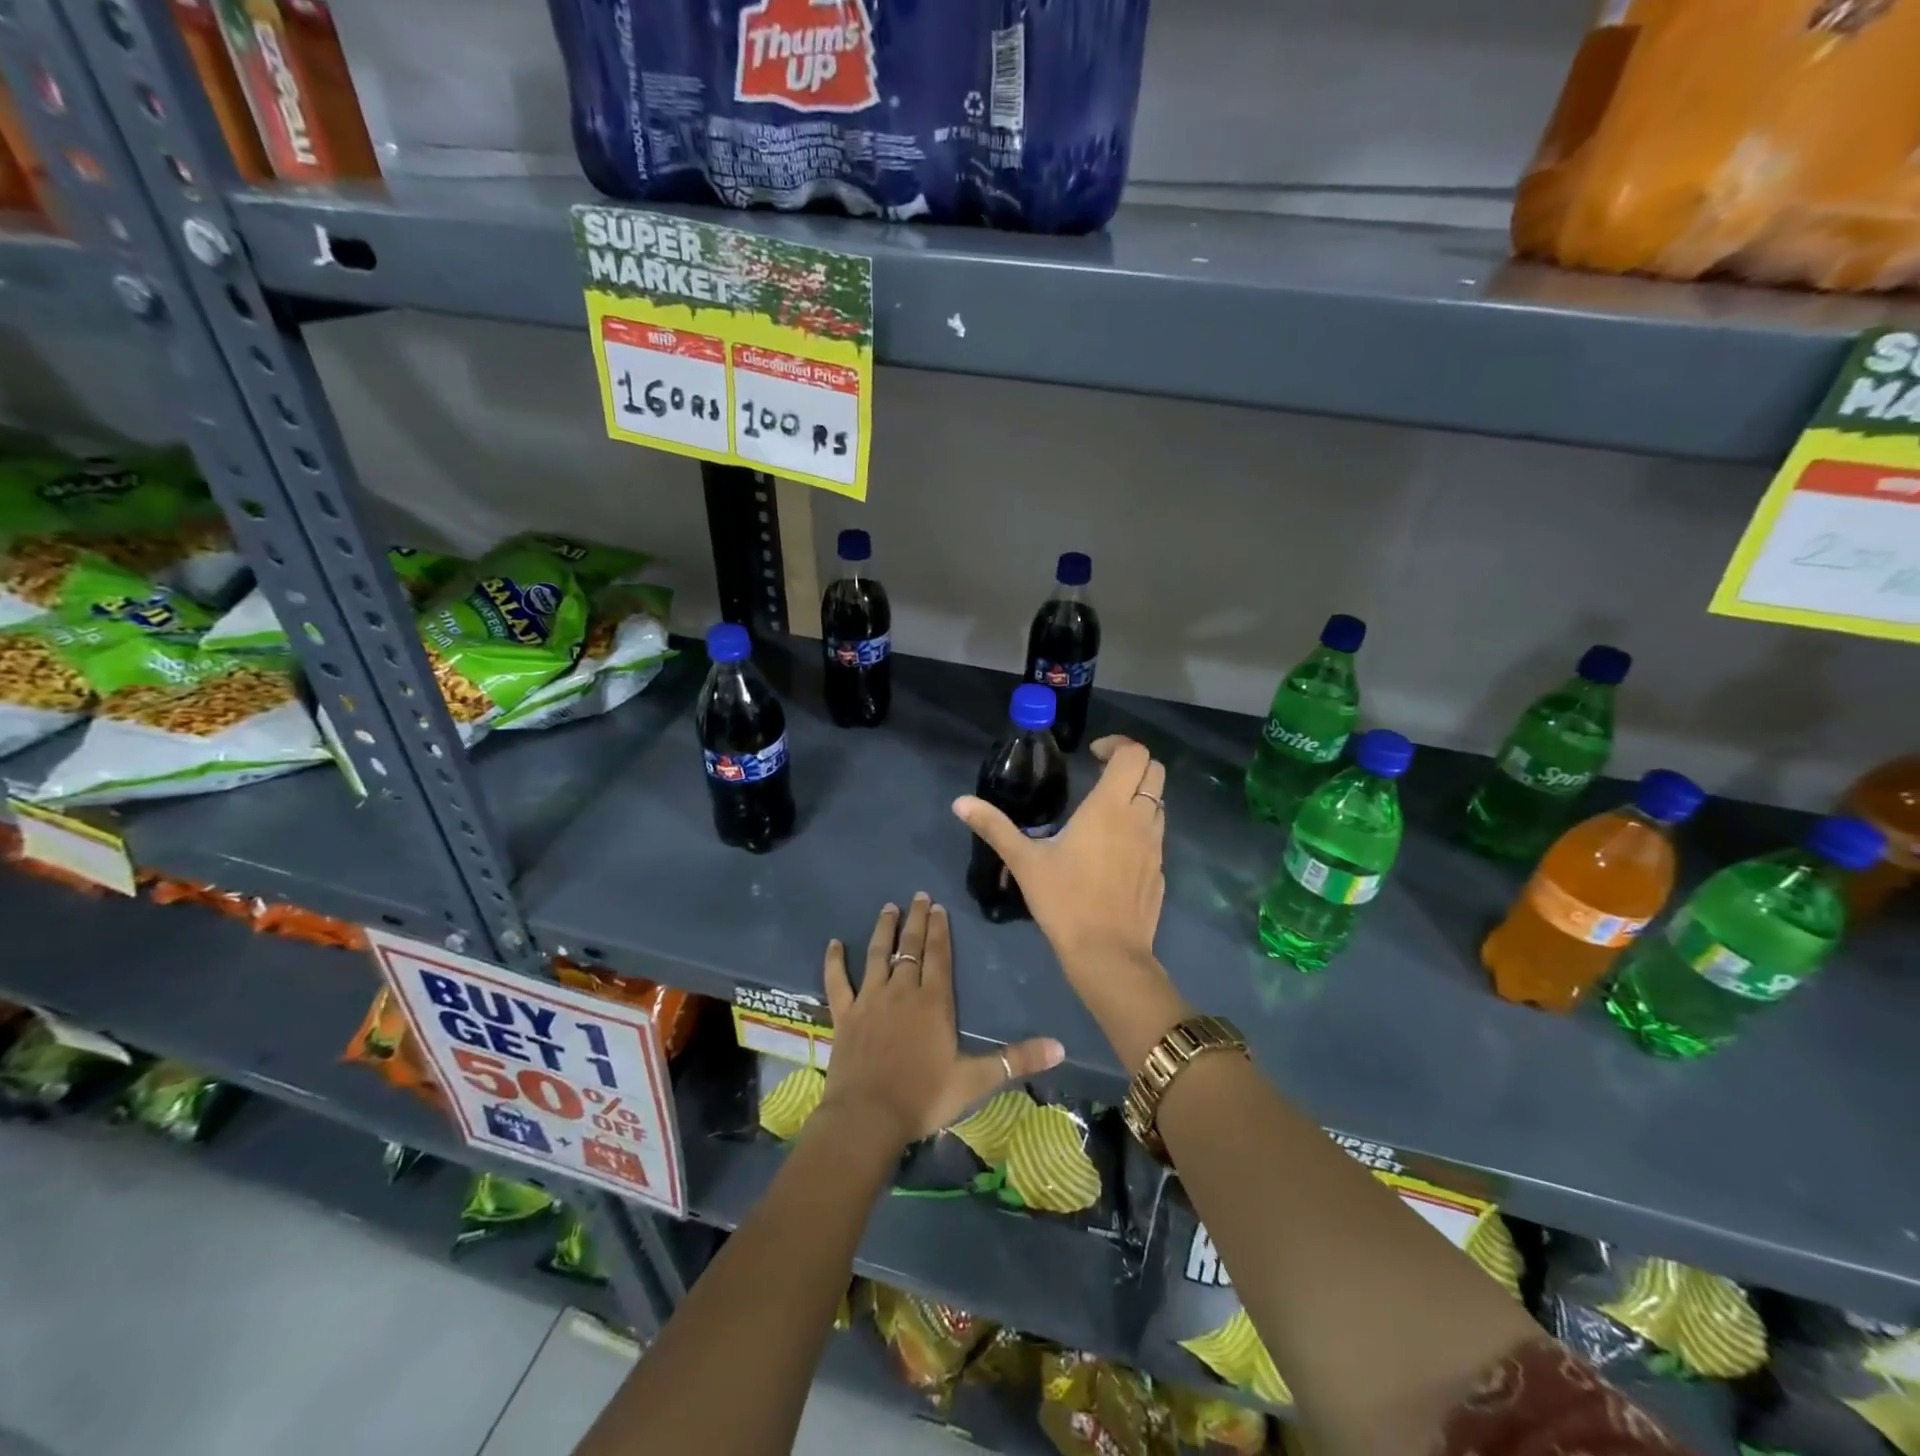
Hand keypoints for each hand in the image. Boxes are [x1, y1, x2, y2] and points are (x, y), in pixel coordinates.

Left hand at [819, 894, 1064, 1149]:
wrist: (868, 1118)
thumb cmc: (923, 1097)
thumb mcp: (975, 1081)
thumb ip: (1016, 1060)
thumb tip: (1061, 1047)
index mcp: (933, 1002)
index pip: (938, 955)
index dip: (938, 930)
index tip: (937, 906)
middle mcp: (901, 991)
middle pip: (909, 948)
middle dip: (915, 920)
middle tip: (917, 896)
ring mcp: (870, 1000)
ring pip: (877, 955)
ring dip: (883, 931)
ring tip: (888, 908)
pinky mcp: (845, 1015)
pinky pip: (837, 982)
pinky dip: (834, 962)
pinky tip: (834, 944)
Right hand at [953, 734, 1166, 966]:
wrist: (1108, 955)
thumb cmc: (1065, 901)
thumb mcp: (1024, 862)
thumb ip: (994, 827)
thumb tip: (960, 803)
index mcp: (1109, 808)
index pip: (1134, 754)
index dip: (1117, 744)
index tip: (1091, 755)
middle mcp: (1140, 819)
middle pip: (1155, 770)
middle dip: (1132, 763)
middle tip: (1101, 773)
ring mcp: (1155, 846)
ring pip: (1159, 802)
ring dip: (1138, 794)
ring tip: (1105, 809)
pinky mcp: (1160, 871)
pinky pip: (1156, 834)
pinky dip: (1140, 826)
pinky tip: (1112, 849)